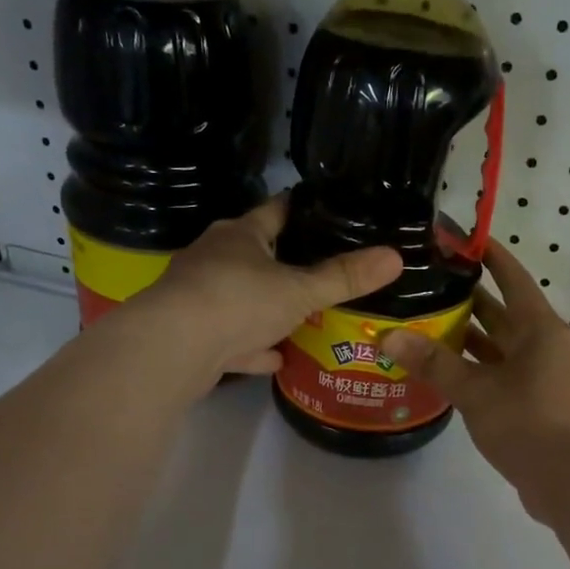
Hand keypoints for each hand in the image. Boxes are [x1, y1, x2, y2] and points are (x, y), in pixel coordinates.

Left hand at [134, 196, 402, 379]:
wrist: (173, 349)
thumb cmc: (238, 301)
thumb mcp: (300, 290)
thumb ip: (345, 277)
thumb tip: (396, 256)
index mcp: (240, 235)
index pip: (277, 211)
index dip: (303, 210)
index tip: (329, 212)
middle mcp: (215, 258)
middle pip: (257, 254)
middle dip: (287, 263)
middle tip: (325, 272)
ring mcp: (200, 296)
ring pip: (242, 298)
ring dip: (268, 308)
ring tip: (304, 316)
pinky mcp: (194, 334)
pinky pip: (232, 337)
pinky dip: (253, 346)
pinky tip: (276, 358)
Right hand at [379, 240, 569, 518]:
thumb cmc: (528, 422)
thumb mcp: (475, 390)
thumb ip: (433, 363)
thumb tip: (389, 337)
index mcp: (540, 329)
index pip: (513, 278)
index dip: (490, 256)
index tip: (464, 239)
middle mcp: (547, 346)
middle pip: (505, 314)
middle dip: (471, 300)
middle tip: (429, 285)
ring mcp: (547, 378)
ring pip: (504, 349)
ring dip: (472, 339)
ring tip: (429, 327)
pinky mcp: (542, 406)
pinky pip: (506, 376)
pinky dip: (480, 371)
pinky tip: (450, 376)